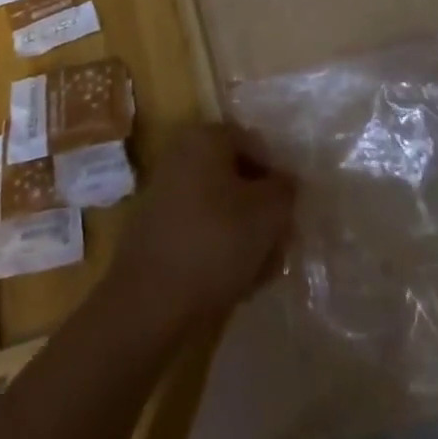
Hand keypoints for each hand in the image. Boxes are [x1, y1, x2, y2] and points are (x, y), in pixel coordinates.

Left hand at [108, 121, 294, 334]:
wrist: (148, 300)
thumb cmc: (215, 243)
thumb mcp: (267, 214)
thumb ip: (284, 190)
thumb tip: (284, 183)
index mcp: (206, 137)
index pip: (255, 144)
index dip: (277, 178)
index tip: (288, 214)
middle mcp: (182, 153)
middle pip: (236, 176)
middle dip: (261, 210)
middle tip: (278, 246)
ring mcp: (165, 190)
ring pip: (220, 206)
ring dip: (244, 234)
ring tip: (260, 272)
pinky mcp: (156, 226)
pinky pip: (199, 227)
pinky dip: (218, 248)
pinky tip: (233, 282)